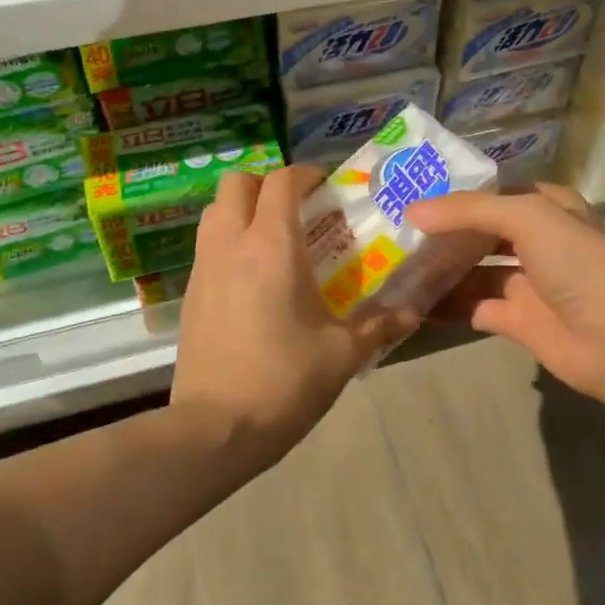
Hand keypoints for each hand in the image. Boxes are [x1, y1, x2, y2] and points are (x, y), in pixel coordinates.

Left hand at [172, 166, 418, 467]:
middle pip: (237, 182)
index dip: (305, 174)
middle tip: (297, 210)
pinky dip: (229, 240)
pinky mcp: (190, 292)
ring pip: (215, 210)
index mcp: (272, 246)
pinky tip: (252, 276)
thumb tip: (413, 311)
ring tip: (274, 238)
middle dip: (267, 184)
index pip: (282, 181)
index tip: (326, 188)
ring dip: (243, 209)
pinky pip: (208, 243)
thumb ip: (380, 325)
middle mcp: (232, 243)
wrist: (214, 429)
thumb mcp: (343, 354)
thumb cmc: (284, 381)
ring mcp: (204, 266)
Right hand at [405, 183, 604, 410]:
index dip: (456, 194)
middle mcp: (537, 241)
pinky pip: (473, 306)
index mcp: (546, 207)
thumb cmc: (577, 263)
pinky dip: (446, 305)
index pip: (493, 193)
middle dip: (441, 233)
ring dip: (439, 269)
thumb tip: (411, 210)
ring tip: (393, 265)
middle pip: (480, 232)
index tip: (410, 193)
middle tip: (393, 231)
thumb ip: (468, 210)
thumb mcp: (527, 217)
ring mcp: (527, 282)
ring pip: (473, 270)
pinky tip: (410, 302)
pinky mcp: (518, 321)